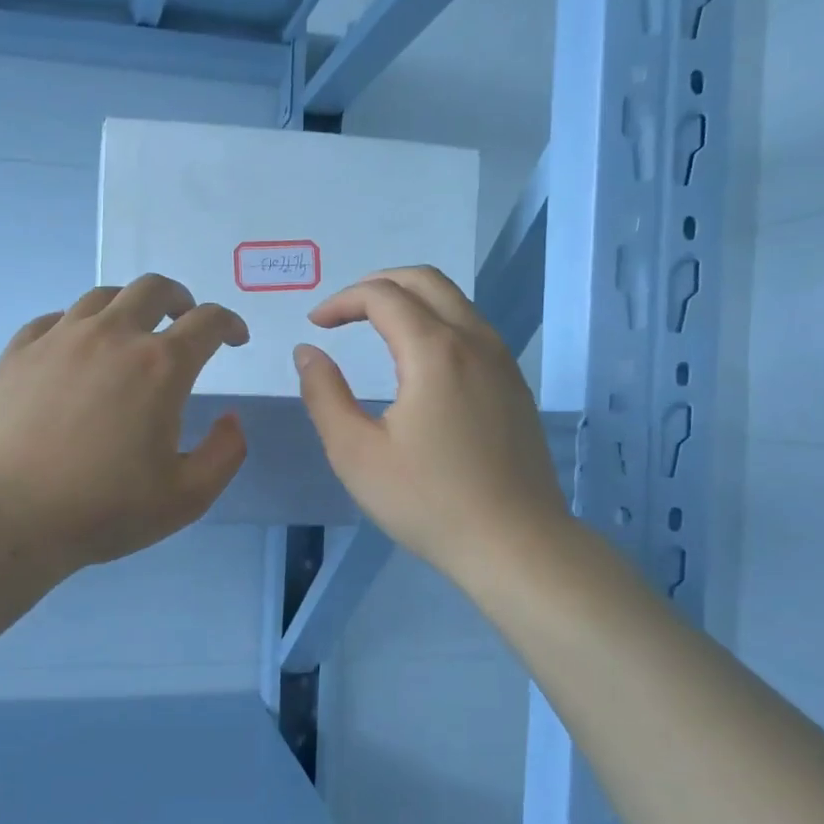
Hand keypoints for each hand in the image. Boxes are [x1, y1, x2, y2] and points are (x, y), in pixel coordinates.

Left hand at [0, 275, 249, 575]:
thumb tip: (231, 419)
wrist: (11, 516)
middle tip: (184, 319)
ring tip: (131, 331)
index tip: (234, 338)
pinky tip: (75, 349)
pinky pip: (54, 319)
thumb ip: (225, 453)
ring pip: (101, 297)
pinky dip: (77, 325)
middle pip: (152, 289)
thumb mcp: (187, 497)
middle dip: (179, 298)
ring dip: (129, 306)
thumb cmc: (105, 509)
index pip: (207, 322)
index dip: (229, 324)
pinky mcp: (19, 352)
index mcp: (159, 366)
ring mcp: (59, 339)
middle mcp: (112, 336)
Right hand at [294, 266, 570, 580]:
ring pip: (455, 301)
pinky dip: (436, 321)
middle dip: (378, 284)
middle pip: (426, 280)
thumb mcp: (355, 453)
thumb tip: (308, 352)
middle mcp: (475, 341)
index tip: (316, 324)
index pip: (383, 295)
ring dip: (410, 299)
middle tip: (344, 311)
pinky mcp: (514, 385)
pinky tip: (418, 360)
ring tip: (375, 326)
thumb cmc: (427, 501)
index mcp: (434, 351)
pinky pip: (472, 329)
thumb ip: (324, 395)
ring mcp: (502, 362)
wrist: (515, 543)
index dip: (342, 300)